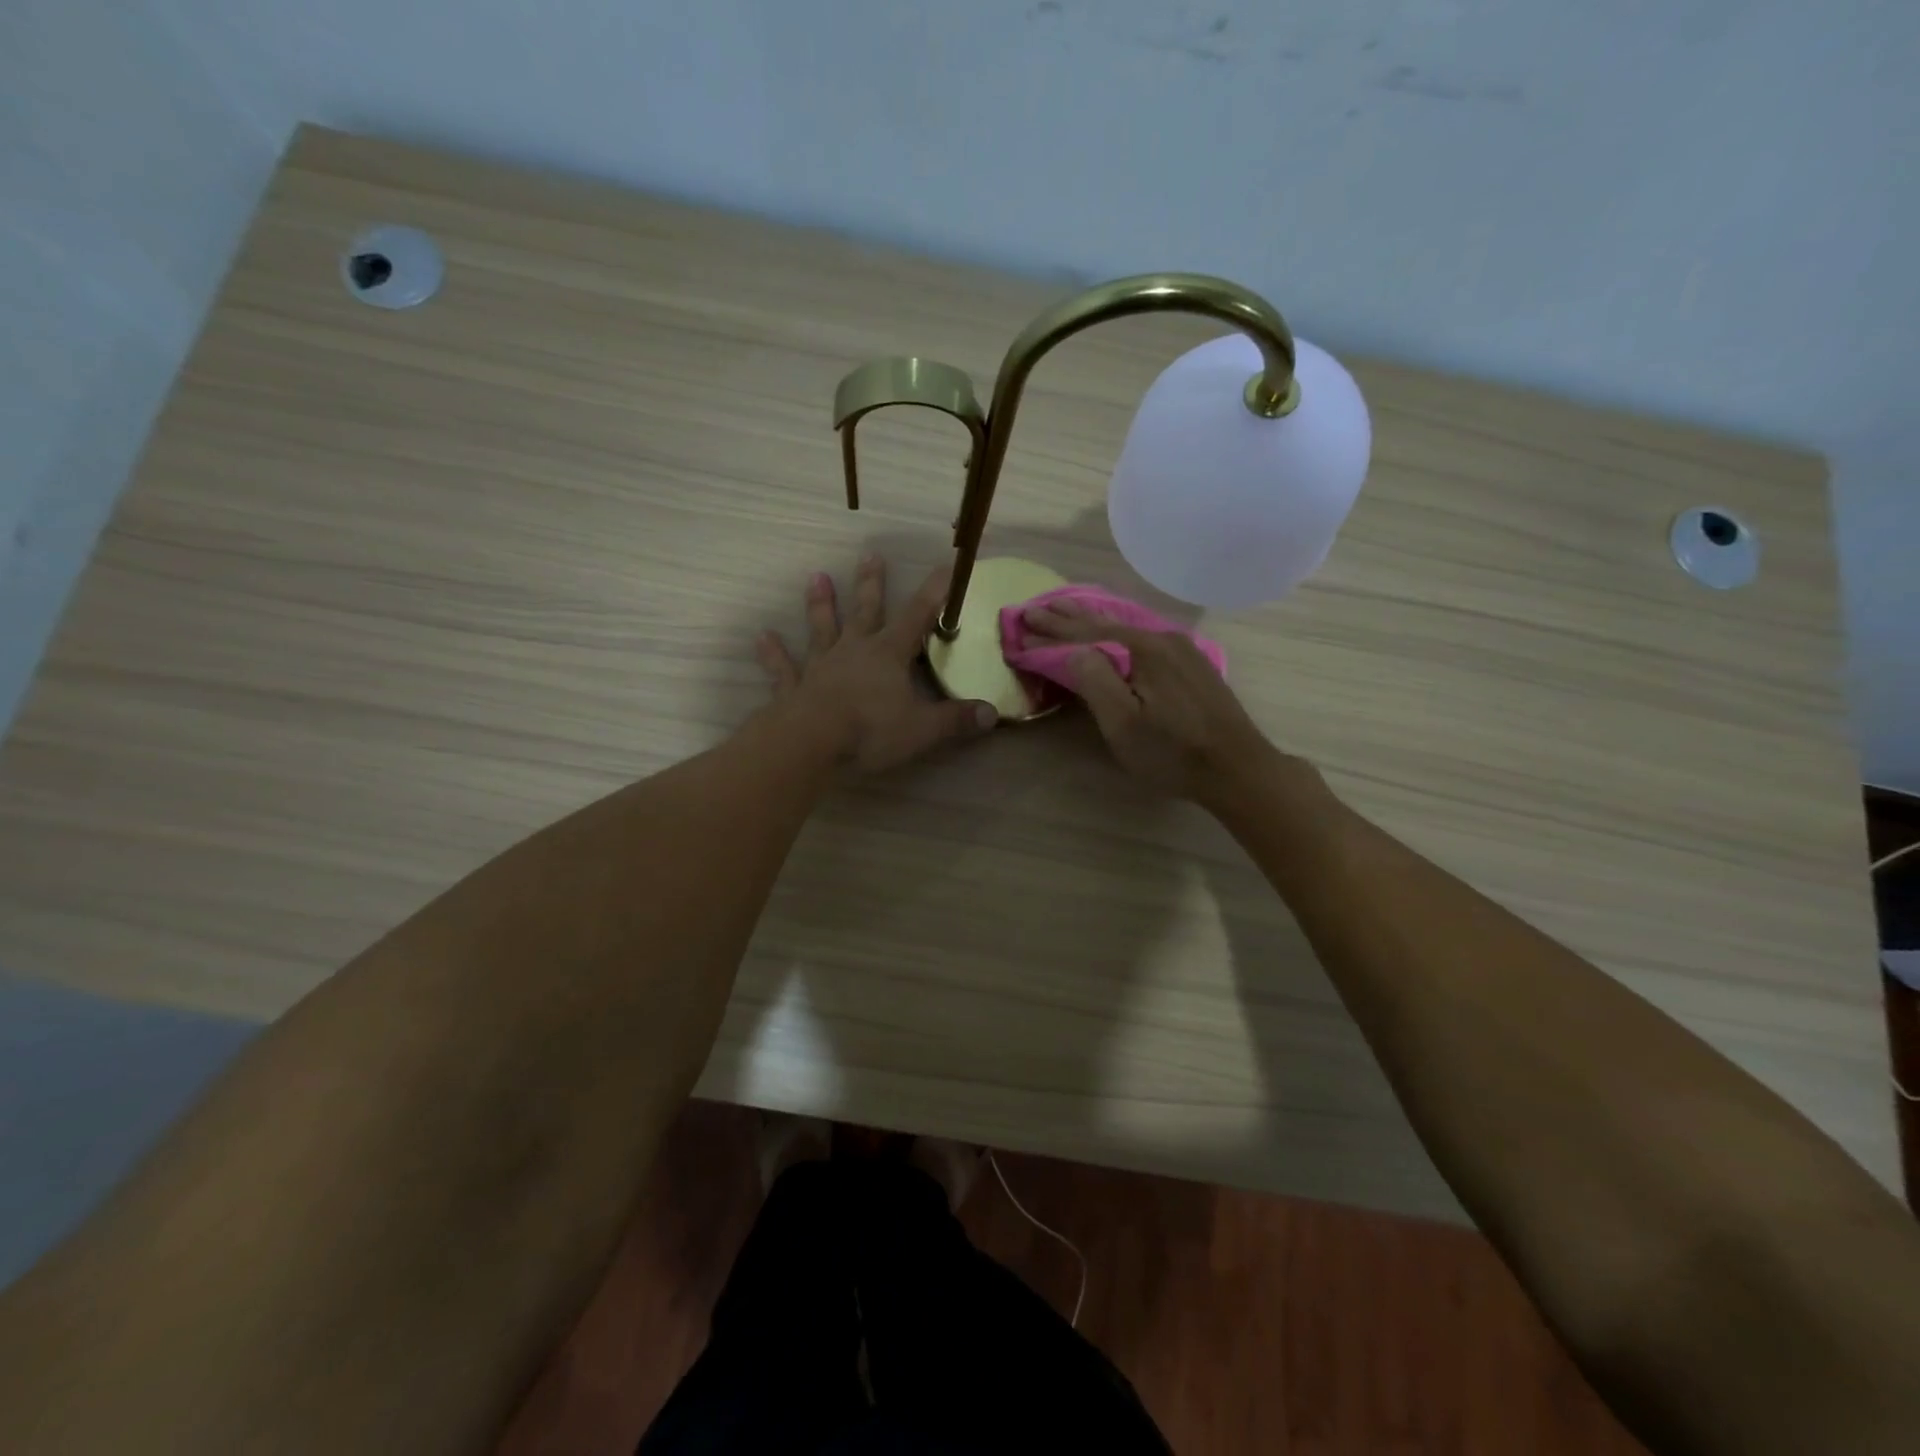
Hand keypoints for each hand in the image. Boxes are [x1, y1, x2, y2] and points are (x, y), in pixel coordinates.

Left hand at [756, 556, 996, 772]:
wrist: (810, 744)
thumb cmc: (870, 731)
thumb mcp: (922, 729)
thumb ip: (956, 720)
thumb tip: (992, 713)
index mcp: (888, 655)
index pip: (917, 617)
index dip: (934, 593)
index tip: (945, 567)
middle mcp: (854, 651)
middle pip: (866, 611)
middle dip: (871, 584)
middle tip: (870, 554)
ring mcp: (821, 667)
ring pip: (822, 629)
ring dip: (820, 605)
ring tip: (817, 577)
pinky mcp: (794, 688)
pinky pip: (783, 668)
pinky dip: (773, 654)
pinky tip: (762, 637)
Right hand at [1022, 598, 1281, 802]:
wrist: (1237, 768)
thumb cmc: (1173, 752)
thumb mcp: (1124, 724)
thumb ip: (1095, 680)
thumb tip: (1073, 649)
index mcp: (1142, 649)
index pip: (1085, 634)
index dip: (1051, 631)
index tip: (1021, 622)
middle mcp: (1162, 638)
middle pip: (1105, 623)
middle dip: (1067, 616)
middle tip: (1035, 607)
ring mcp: (1181, 649)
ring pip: (1125, 626)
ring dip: (1091, 619)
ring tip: (1066, 608)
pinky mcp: (1191, 663)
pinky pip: (1142, 635)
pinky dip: (1115, 629)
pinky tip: (1112, 627)